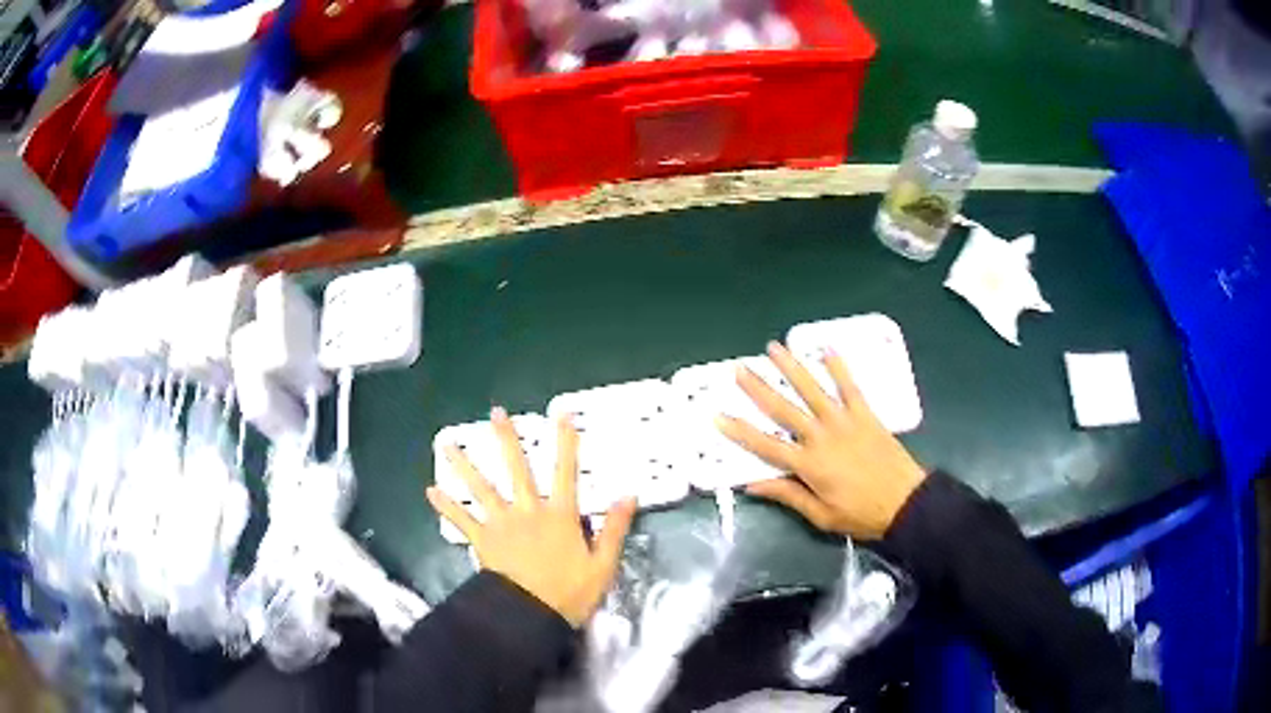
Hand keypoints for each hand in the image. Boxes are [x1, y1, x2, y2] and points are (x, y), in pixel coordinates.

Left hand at [426, 408, 636, 627]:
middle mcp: (528, 511)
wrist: (531, 616)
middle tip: (497, 413)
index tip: (563, 415)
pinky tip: (430, 491)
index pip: (566, 473)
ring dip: (464, 465)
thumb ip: (615, 529)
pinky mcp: (483, 540)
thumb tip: (629, 495)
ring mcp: (502, 524)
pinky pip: (462, 520)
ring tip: (447, 444)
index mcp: (560, 516)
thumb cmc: (570, 592)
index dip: (566, 443)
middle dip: (507, 440)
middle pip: (517, 470)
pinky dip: (446, 506)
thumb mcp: (603, 564)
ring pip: (481, 488)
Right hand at [716, 341, 925, 538]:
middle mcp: (822, 437)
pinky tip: (827, 349)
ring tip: (774, 348)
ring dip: (792, 368)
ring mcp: (844, 422)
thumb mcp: (821, 516)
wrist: (906, 503)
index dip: (739, 431)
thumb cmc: (861, 514)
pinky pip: (850, 387)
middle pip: (784, 409)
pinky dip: (839, 368)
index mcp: (808, 465)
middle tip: (739, 368)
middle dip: (758, 388)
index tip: (718, 415)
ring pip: (812, 390)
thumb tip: (753, 484)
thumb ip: (788, 496)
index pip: (765, 446)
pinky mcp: (865, 415)